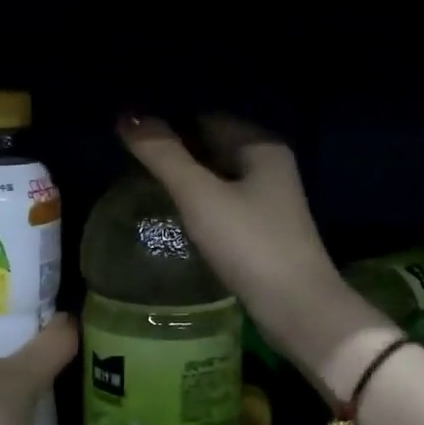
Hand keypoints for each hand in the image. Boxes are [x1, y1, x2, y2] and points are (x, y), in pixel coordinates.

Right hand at [118, 115, 364, 377]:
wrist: (297, 308)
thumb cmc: (249, 244)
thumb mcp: (199, 195)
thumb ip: (163, 155)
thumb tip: (126, 116)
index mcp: (261, 146)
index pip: (206, 119)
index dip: (170, 125)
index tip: (133, 139)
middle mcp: (270, 166)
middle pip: (213, 146)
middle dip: (177, 153)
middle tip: (131, 165)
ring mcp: (269, 200)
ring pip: (218, 177)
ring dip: (187, 180)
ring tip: (146, 188)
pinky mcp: (263, 230)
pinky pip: (224, 203)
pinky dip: (200, 204)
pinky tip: (177, 216)